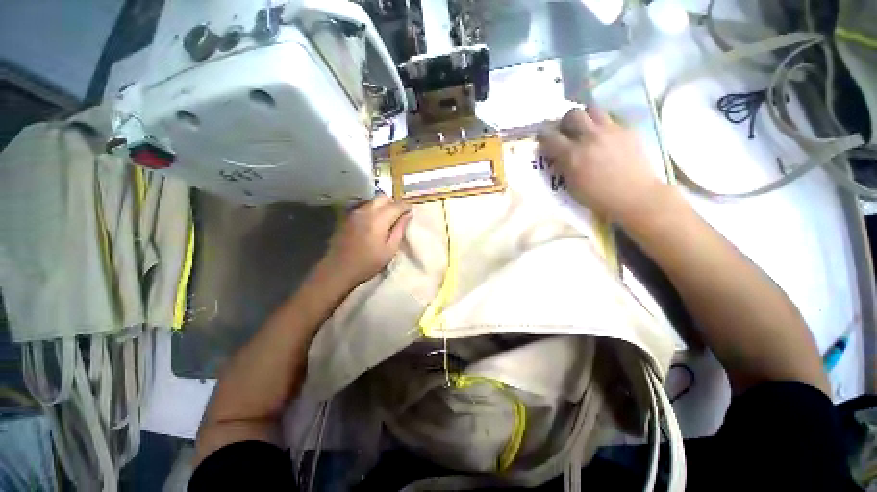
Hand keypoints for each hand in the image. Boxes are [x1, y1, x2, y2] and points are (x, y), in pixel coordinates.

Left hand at [319, 195, 412, 285]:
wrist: (338, 270)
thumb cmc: (368, 263)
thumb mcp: (390, 250)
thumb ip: (400, 230)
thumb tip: (408, 215)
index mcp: (378, 219)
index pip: (397, 205)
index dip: (406, 207)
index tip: (411, 213)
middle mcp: (366, 210)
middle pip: (383, 197)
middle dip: (394, 203)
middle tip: (399, 216)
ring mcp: (355, 212)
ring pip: (373, 200)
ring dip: (383, 205)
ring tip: (387, 219)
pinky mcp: (347, 216)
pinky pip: (364, 206)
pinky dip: (373, 209)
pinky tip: (374, 222)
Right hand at [537, 107, 665, 223]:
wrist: (634, 197)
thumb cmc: (598, 198)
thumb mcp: (571, 185)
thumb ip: (562, 166)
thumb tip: (557, 156)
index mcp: (572, 155)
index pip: (549, 136)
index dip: (543, 136)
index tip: (542, 139)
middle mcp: (590, 137)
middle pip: (572, 114)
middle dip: (565, 122)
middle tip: (566, 132)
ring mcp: (611, 131)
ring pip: (592, 110)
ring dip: (585, 118)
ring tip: (586, 130)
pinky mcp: (627, 130)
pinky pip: (611, 120)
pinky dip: (603, 126)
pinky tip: (605, 139)